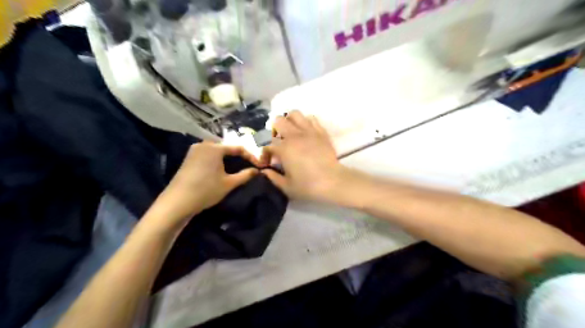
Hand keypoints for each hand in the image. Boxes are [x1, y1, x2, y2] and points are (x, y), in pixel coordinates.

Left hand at [146, 142, 257, 228]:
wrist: (177, 202)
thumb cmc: (206, 190)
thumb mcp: (229, 183)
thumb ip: (245, 175)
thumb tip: (257, 171)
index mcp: (215, 148)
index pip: (238, 148)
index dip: (250, 156)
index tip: (258, 165)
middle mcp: (204, 145)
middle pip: (226, 147)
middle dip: (238, 156)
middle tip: (248, 165)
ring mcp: (194, 151)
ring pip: (216, 151)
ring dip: (227, 158)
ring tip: (237, 167)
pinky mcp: (188, 158)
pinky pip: (207, 154)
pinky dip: (217, 159)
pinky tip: (221, 168)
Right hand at [261, 110, 348, 202]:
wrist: (333, 182)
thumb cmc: (308, 186)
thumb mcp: (286, 187)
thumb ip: (273, 177)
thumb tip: (264, 171)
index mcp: (284, 148)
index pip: (266, 143)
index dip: (265, 153)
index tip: (268, 163)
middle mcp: (294, 135)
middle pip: (278, 121)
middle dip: (274, 130)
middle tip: (278, 142)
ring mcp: (309, 131)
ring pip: (295, 114)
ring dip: (289, 121)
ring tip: (291, 133)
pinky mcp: (321, 132)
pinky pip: (311, 118)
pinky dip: (305, 122)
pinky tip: (305, 133)